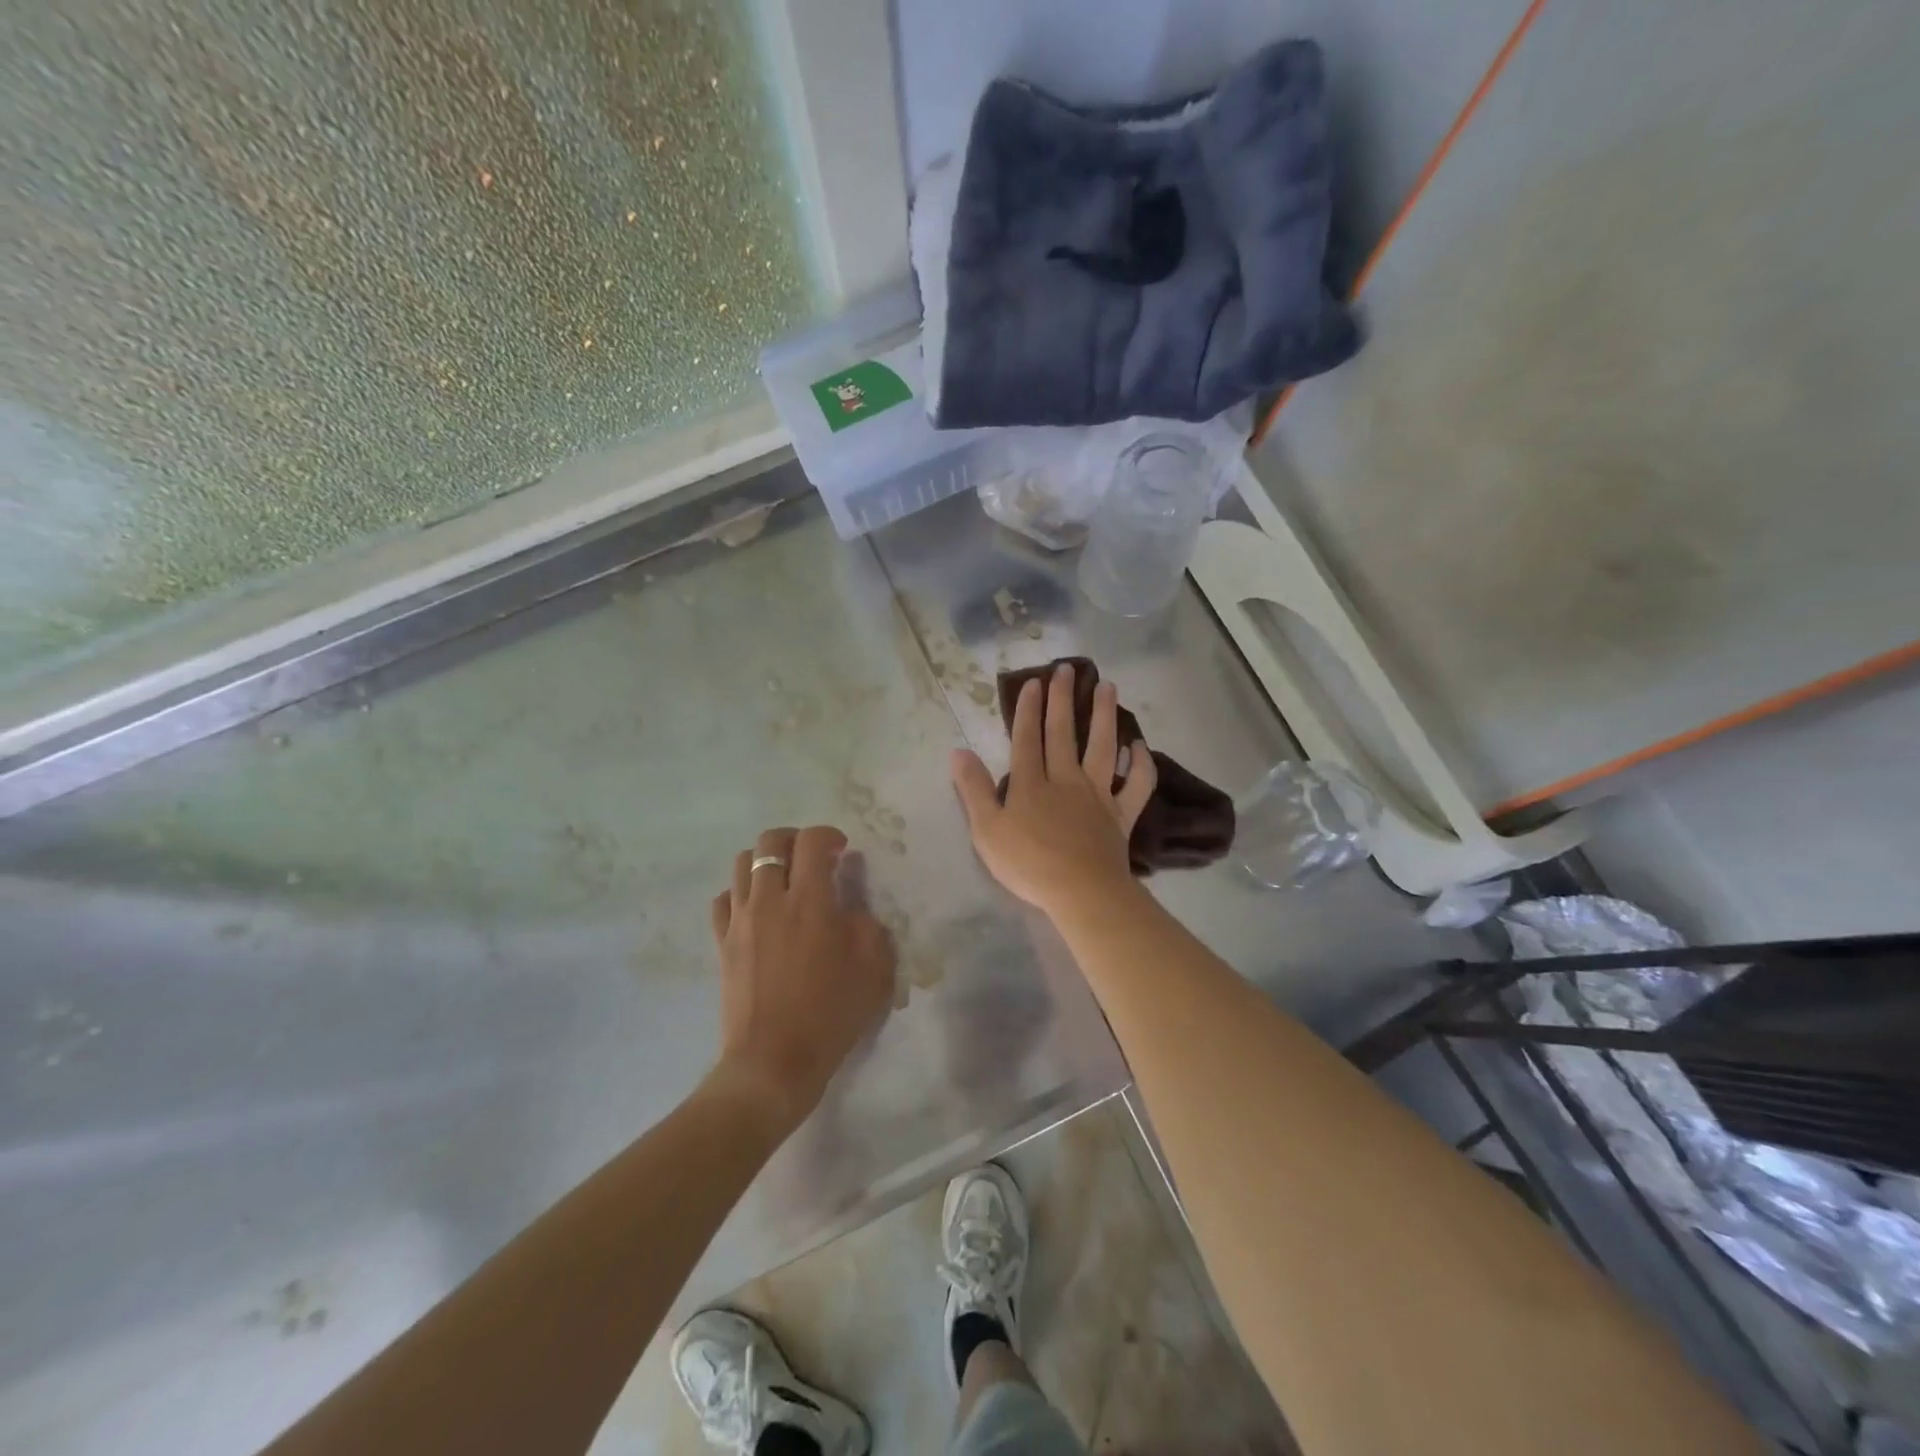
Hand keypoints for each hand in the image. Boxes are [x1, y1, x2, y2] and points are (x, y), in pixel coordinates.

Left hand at [708, 826, 896, 1135]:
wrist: (773, 1062)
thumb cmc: (830, 1014)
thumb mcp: (874, 968)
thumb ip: (868, 925)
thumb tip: (851, 907)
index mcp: (809, 901)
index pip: (812, 842)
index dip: (829, 835)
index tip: (842, 850)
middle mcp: (769, 900)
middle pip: (771, 842)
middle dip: (795, 839)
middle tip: (814, 857)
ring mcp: (740, 921)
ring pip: (742, 863)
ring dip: (767, 861)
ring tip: (785, 880)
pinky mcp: (722, 943)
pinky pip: (725, 899)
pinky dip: (742, 892)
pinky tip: (758, 909)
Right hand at [950, 662, 1156, 923]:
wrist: (1081, 891)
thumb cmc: (1028, 864)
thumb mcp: (986, 830)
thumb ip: (973, 789)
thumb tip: (958, 751)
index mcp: (1031, 783)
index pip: (1027, 738)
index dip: (1028, 709)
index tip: (1034, 682)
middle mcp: (1066, 780)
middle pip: (1064, 733)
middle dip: (1063, 700)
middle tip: (1067, 669)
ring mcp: (1098, 795)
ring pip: (1103, 748)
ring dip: (1105, 716)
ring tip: (1108, 686)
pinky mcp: (1122, 815)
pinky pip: (1137, 785)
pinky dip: (1141, 764)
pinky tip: (1139, 746)